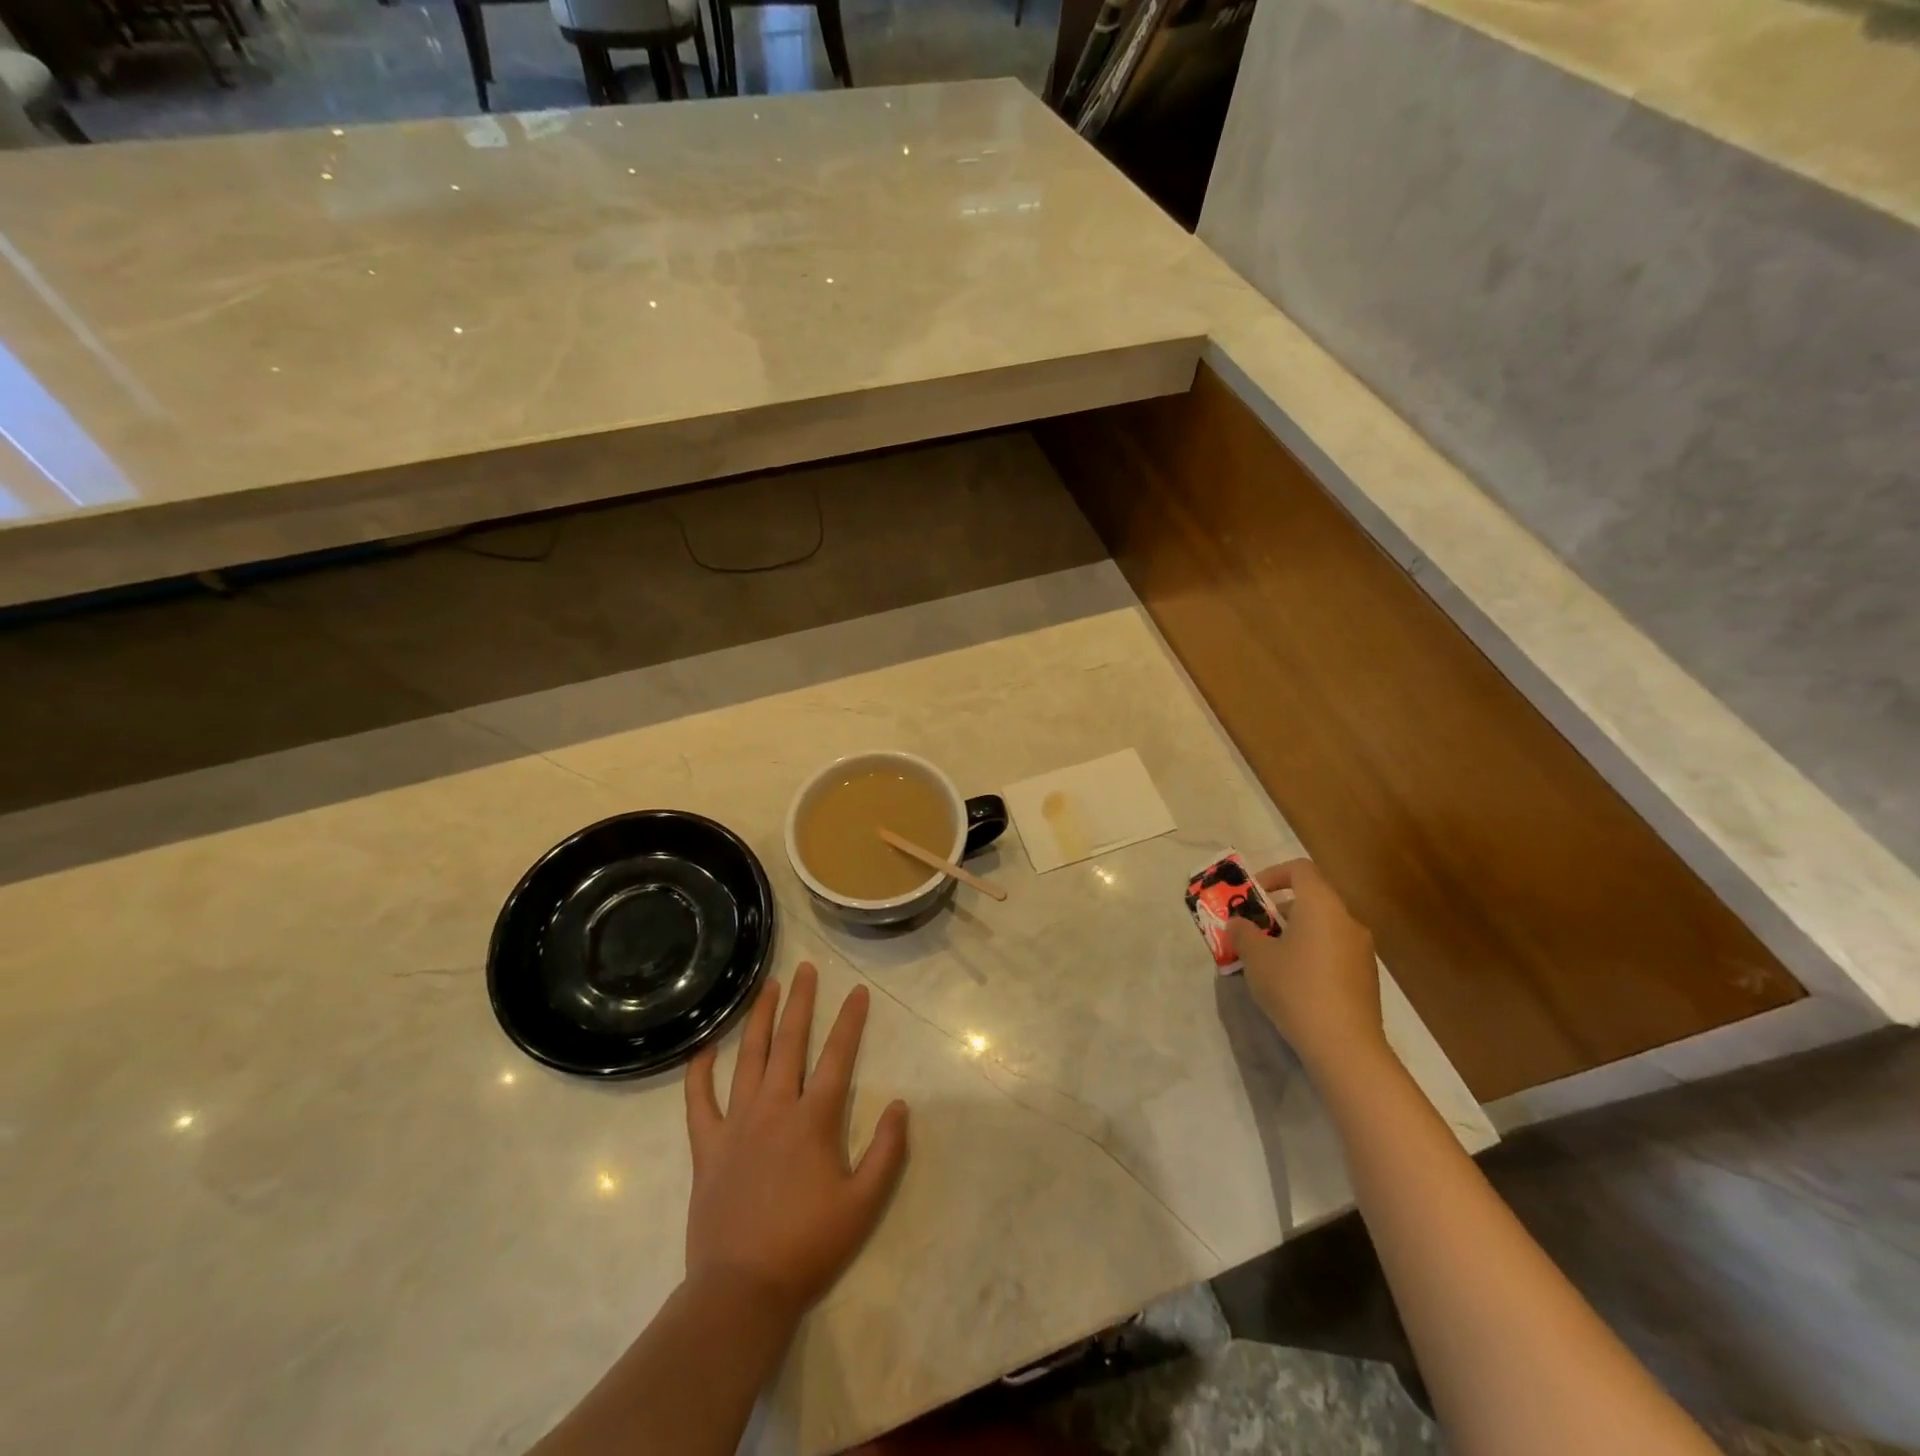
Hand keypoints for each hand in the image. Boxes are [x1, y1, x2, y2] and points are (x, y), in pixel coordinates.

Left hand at [683, 962, 908, 1321]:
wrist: (742, 1290)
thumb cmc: (808, 1246)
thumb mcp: (864, 1204)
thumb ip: (887, 1151)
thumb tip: (900, 1104)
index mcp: (813, 1120)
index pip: (838, 1056)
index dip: (850, 1021)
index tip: (858, 991)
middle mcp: (774, 1108)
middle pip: (790, 1042)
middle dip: (800, 1002)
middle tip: (806, 969)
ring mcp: (736, 1123)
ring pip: (748, 1057)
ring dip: (759, 1019)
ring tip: (767, 987)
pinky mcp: (707, 1145)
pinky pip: (699, 1100)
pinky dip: (699, 1072)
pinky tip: (705, 1049)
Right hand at [1229, 859, 1387, 1075]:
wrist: (1344, 1045)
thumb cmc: (1295, 987)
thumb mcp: (1256, 957)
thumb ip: (1243, 932)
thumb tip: (1238, 923)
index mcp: (1321, 905)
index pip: (1300, 869)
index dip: (1273, 874)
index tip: (1253, 895)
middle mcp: (1347, 920)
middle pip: (1312, 899)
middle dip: (1279, 910)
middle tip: (1255, 930)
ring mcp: (1362, 950)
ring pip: (1323, 927)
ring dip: (1295, 933)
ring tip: (1270, 959)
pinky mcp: (1366, 977)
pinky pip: (1334, 951)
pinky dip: (1312, 954)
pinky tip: (1295, 983)